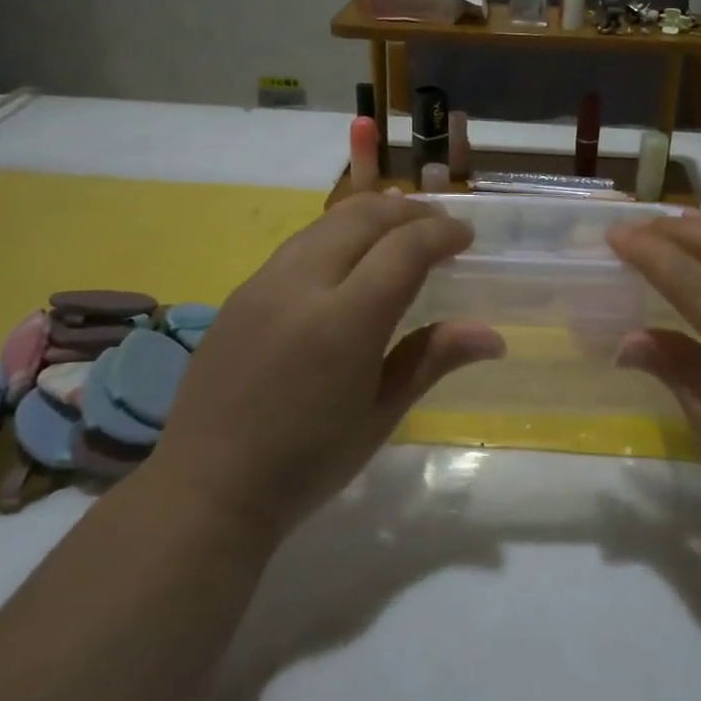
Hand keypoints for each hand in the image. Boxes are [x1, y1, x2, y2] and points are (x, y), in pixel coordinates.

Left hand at [152, 194, 503, 544]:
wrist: (207, 488)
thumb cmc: (307, 464)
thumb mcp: (380, 417)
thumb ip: (431, 360)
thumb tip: (493, 336)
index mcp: (345, 323)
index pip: (404, 249)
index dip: (441, 234)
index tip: (466, 236)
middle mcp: (301, 286)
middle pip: (364, 218)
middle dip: (409, 211)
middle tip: (439, 224)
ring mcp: (263, 283)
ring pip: (327, 222)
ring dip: (372, 215)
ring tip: (400, 227)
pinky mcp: (241, 291)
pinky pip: (299, 243)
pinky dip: (337, 233)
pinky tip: (349, 256)